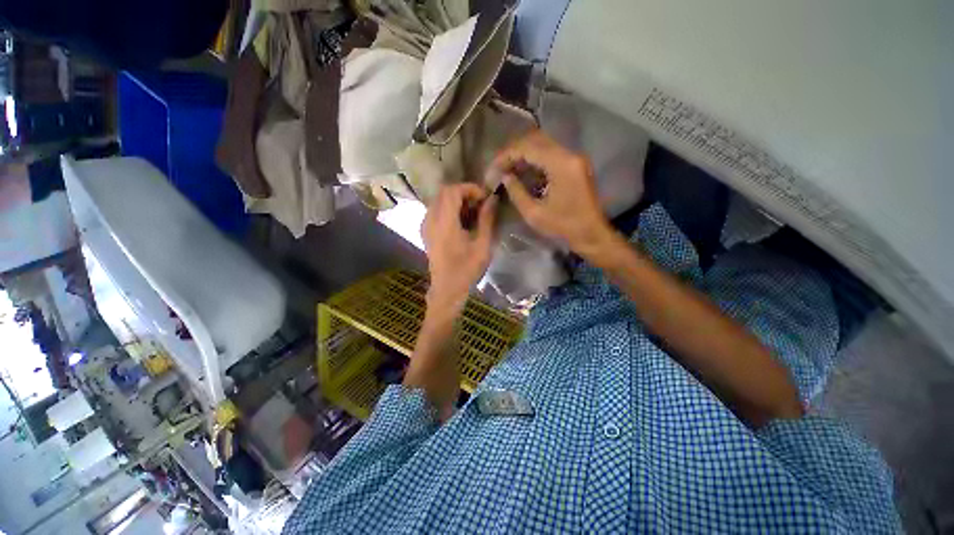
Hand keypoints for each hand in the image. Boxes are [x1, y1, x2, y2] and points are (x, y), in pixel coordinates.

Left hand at [421, 183, 496, 312]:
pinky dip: (449, 208)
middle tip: (480, 203)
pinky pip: (436, 210)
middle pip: (444, 192)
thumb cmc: (467, 269)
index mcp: (444, 223)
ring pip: (439, 200)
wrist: (447, 288)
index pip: (452, 191)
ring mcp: (426, 225)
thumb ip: (486, 219)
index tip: (484, 197)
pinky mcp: (426, 231)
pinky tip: (461, 221)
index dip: (469, 188)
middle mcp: (431, 220)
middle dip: (464, 193)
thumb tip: (492, 199)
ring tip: (473, 212)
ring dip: (456, 200)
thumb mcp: (482, 245)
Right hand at [491, 130, 615, 259]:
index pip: (528, 148)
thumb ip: (517, 192)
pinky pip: (551, 154)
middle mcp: (569, 155)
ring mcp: (574, 158)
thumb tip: (505, 177)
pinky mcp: (575, 165)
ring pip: (543, 145)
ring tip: (507, 169)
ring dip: (523, 154)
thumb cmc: (563, 227)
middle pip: (536, 140)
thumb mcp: (534, 214)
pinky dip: (534, 159)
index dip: (507, 155)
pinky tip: (523, 171)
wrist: (592, 234)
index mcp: (561, 165)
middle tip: (499, 167)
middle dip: (513, 151)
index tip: (493, 169)